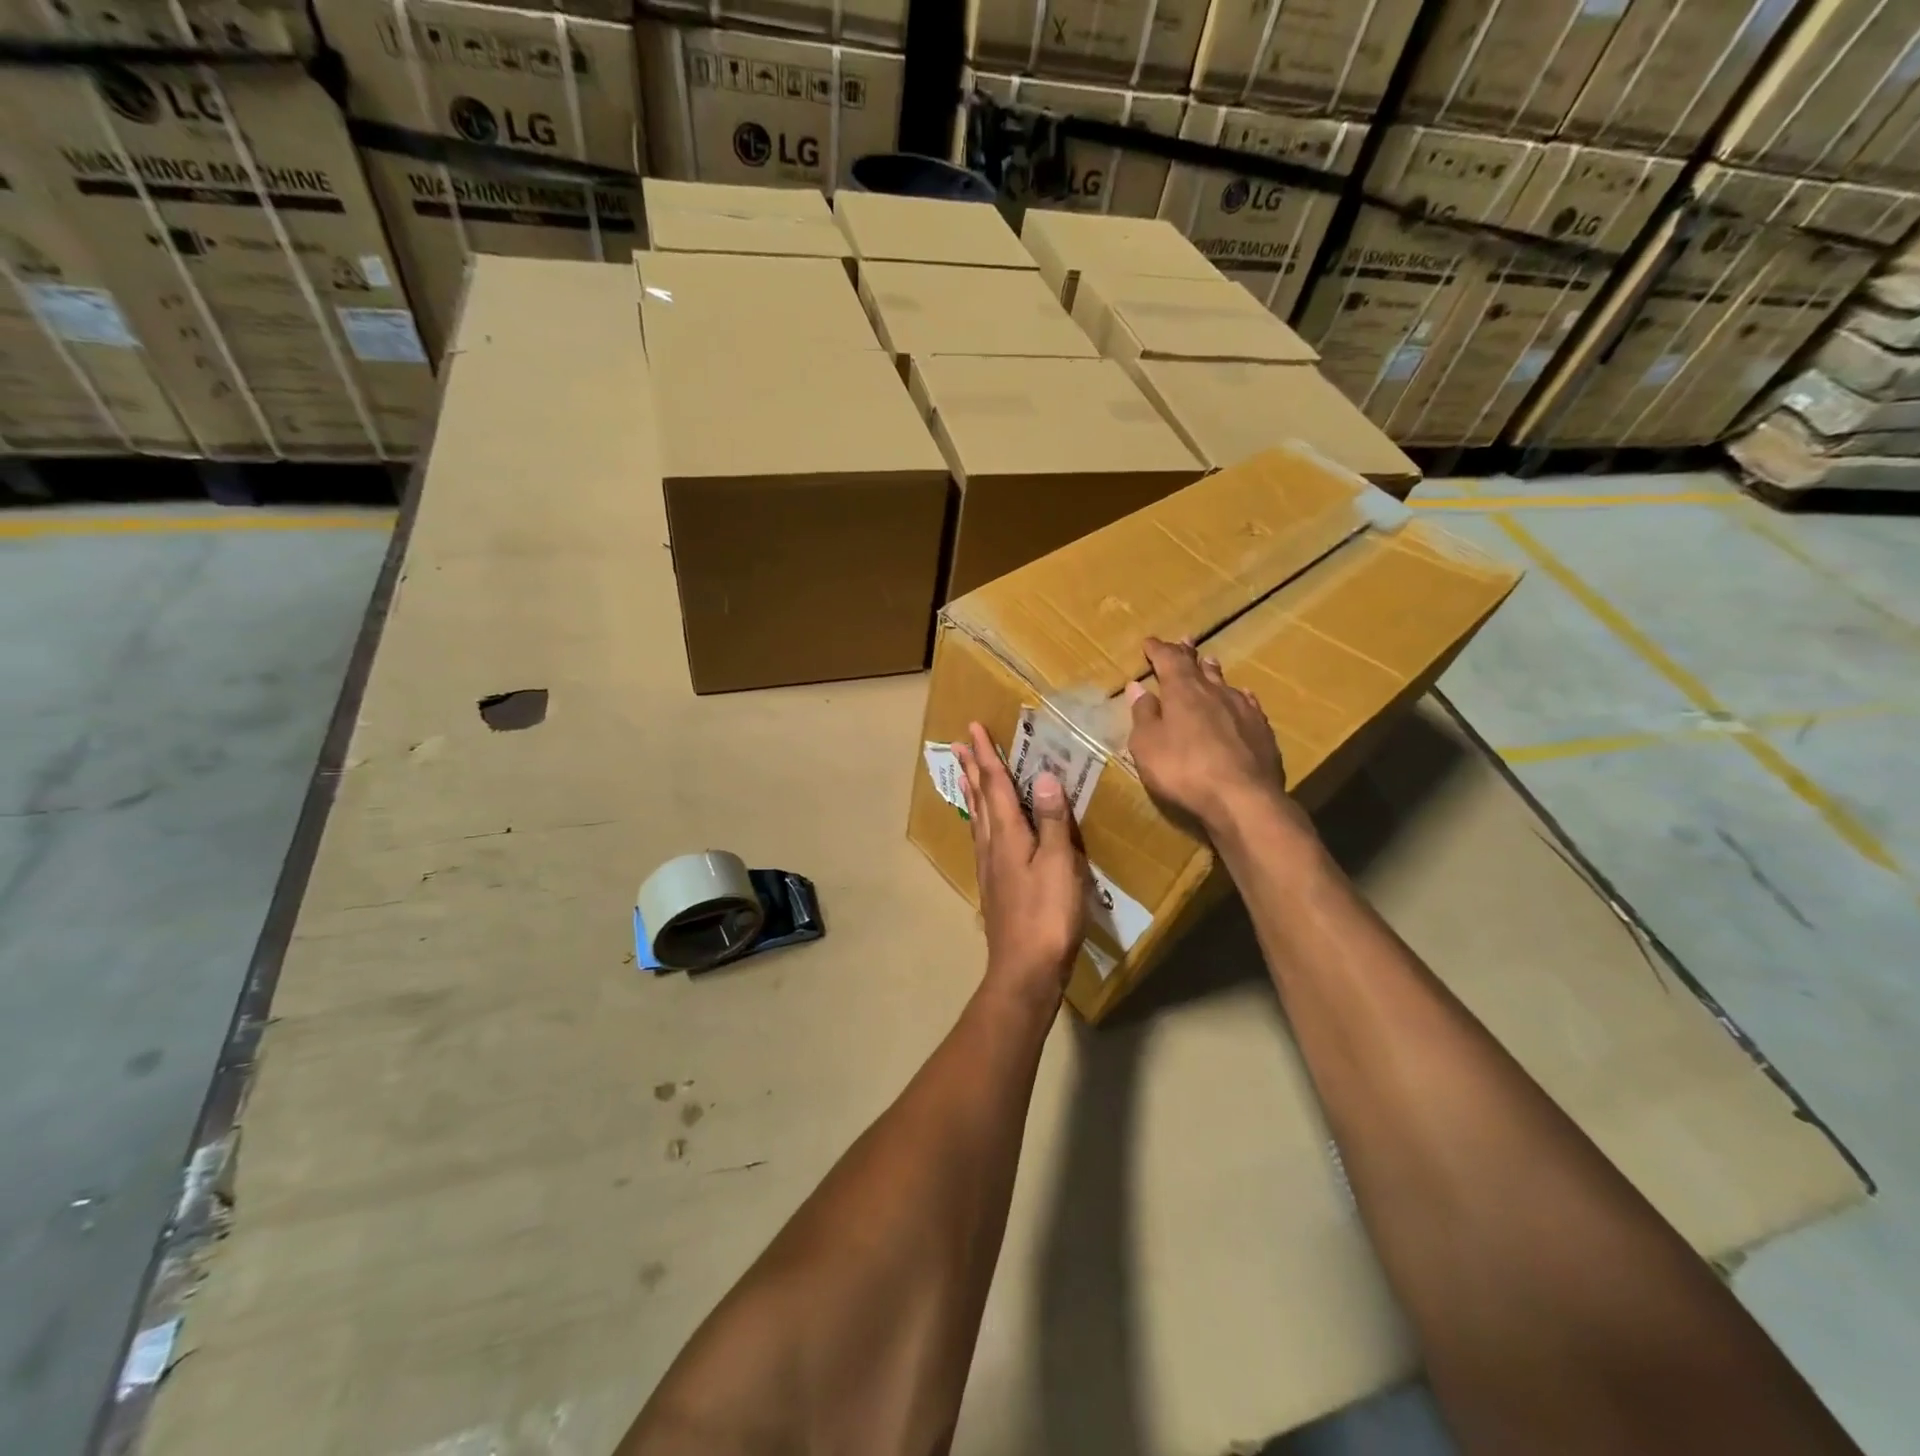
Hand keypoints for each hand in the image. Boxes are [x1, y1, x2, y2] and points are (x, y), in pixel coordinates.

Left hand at [953, 721, 1088, 1004]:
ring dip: (973, 791)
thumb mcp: (1059, 864)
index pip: (995, 785)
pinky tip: (986, 829)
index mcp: (1007, 835)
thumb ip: (1051, 820)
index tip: (972, 728)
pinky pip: (984, 839)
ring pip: (978, 819)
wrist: (1025, 971)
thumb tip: (1043, 775)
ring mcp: (991, 868)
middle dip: (972, 769)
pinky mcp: (996, 886)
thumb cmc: (1047, 915)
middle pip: (979, 799)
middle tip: (957, 744)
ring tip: (967, 775)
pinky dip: (982, 819)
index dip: (986, 755)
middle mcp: (992, 846)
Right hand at [1126, 637, 1305, 837]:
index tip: (1149, 642)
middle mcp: (1215, 691)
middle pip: (1199, 666)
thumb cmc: (1183, 770)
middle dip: (1187, 653)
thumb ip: (1143, 714)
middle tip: (1184, 640)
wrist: (1243, 798)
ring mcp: (1243, 709)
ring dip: (1213, 671)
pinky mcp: (1262, 730)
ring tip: (1209, 662)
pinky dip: (1238, 696)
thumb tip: (1138, 688)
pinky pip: (1247, 703)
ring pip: (1225, 682)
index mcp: (1183, 691)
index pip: (1168, 660)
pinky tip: (1242, 697)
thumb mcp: (1147, 745)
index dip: (1158, 650)